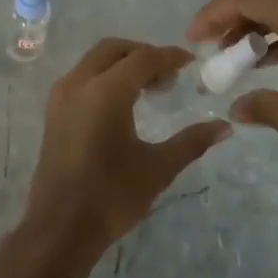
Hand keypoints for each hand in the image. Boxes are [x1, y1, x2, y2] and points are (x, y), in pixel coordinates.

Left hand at [20, 39, 230, 271]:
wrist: (60, 228)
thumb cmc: (111, 196)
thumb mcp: (158, 168)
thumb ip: (191, 142)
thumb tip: (224, 127)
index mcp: (106, 92)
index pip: (142, 58)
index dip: (169, 57)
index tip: (191, 63)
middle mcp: (78, 84)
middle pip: (113, 50)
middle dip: (143, 54)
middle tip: (169, 76)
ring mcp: (60, 98)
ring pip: (93, 62)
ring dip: (122, 65)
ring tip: (150, 89)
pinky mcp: (53, 113)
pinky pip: (81, 79)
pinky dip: (103, 78)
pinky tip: (122, 105)